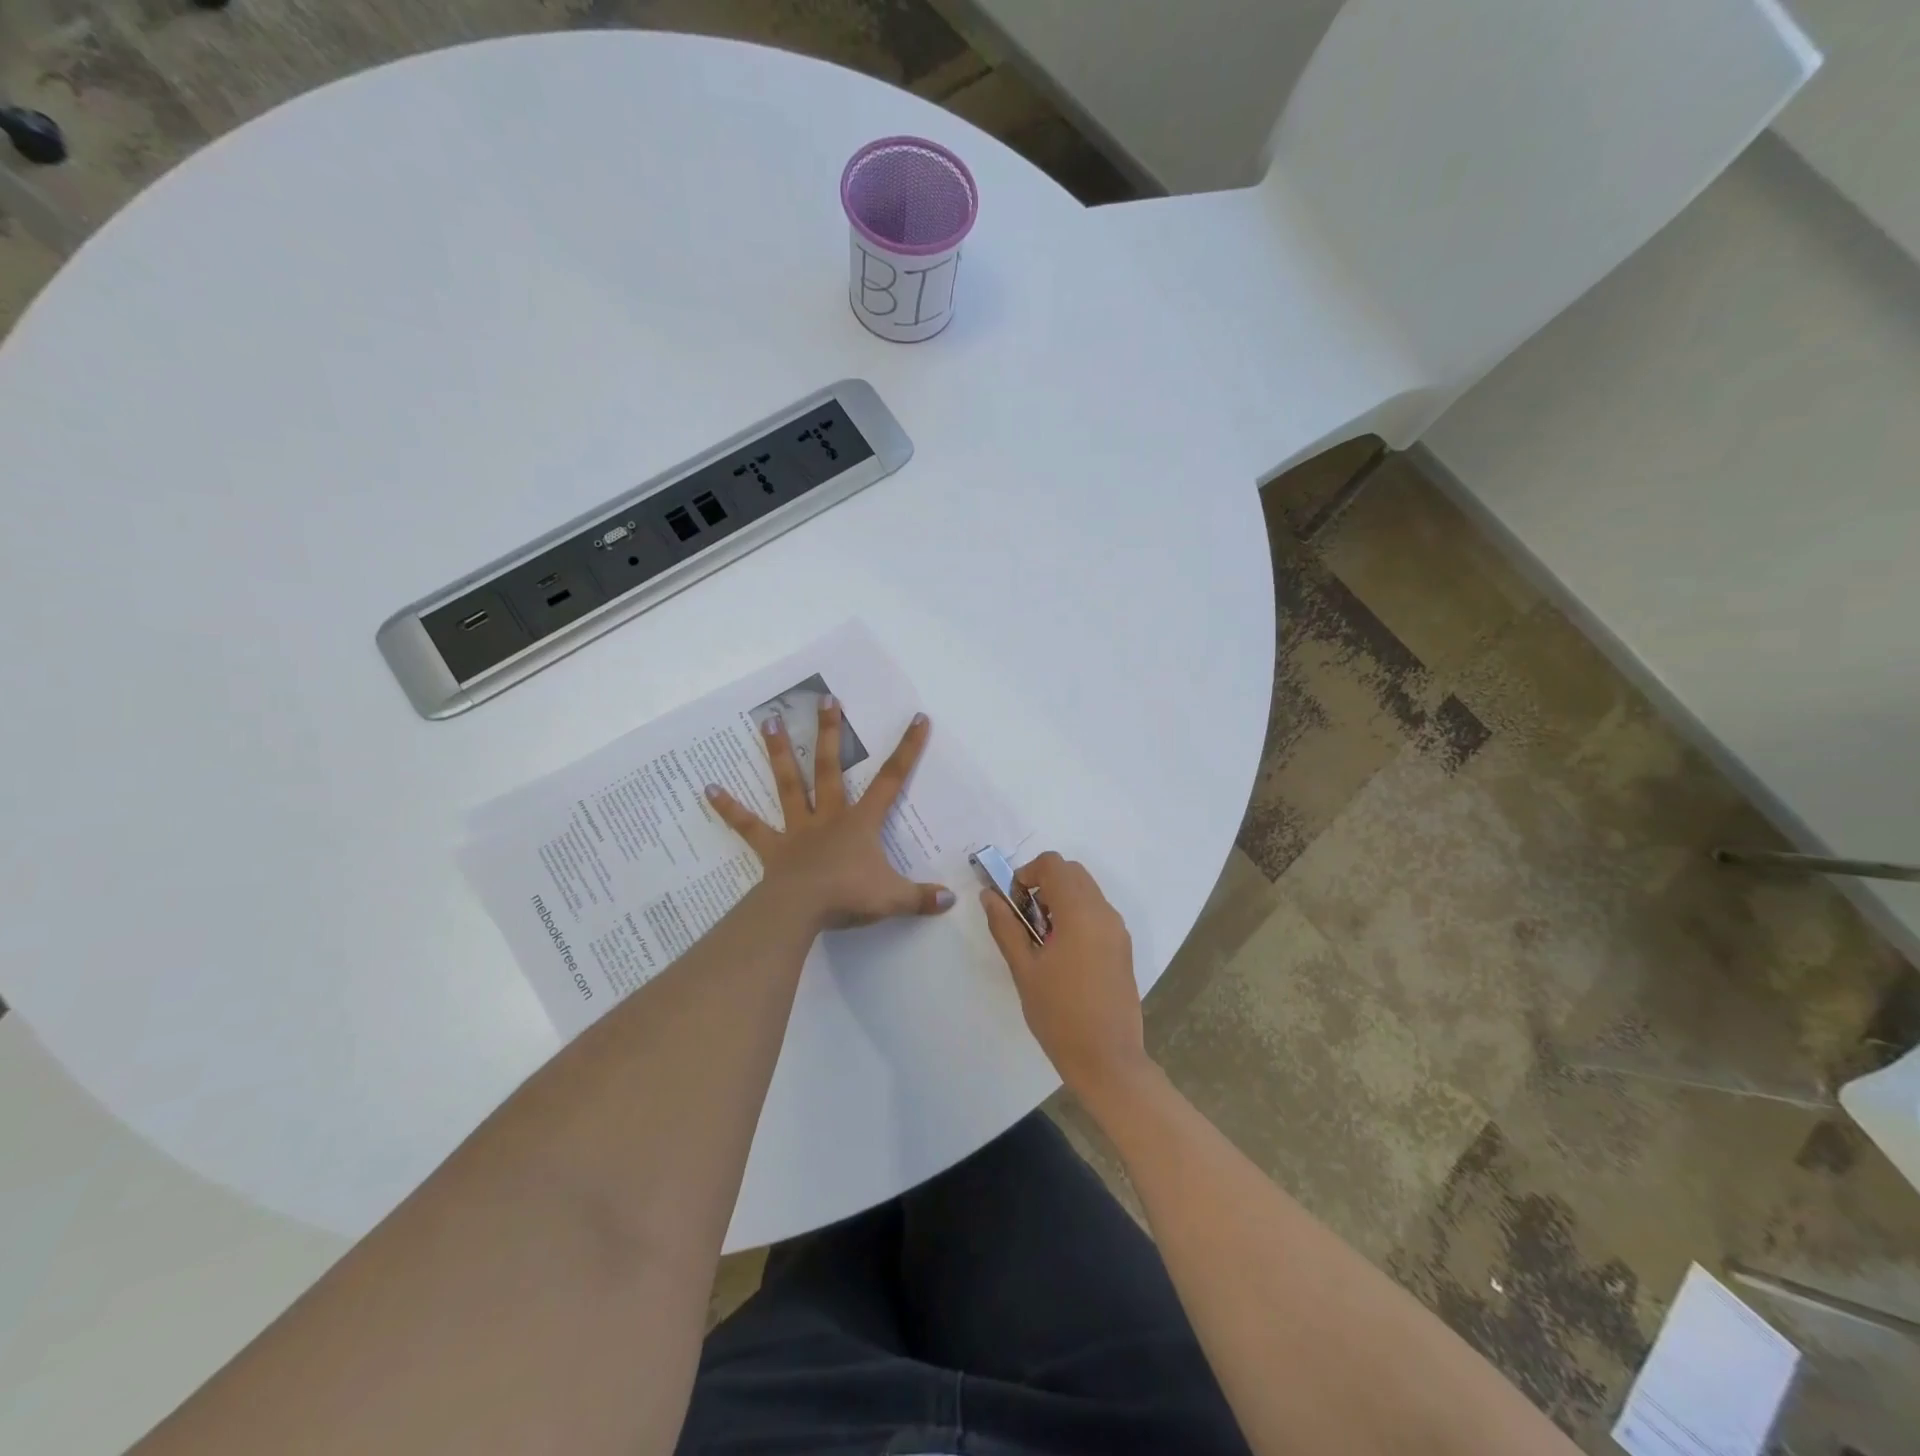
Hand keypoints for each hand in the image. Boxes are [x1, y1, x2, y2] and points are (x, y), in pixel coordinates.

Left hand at [704, 702, 953, 930]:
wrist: (802, 909)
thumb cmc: (849, 897)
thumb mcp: (893, 898)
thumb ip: (921, 897)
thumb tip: (951, 898)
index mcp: (860, 823)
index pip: (891, 780)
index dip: (908, 749)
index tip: (918, 719)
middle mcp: (828, 816)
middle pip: (829, 767)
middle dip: (830, 733)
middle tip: (825, 700)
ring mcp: (797, 829)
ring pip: (789, 784)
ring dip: (778, 752)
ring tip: (768, 721)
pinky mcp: (772, 847)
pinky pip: (748, 825)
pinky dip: (729, 807)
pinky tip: (707, 789)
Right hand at [981, 852, 1149, 1098]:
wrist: (1107, 1060)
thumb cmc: (1059, 1014)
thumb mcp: (1024, 969)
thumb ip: (1005, 926)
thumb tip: (989, 896)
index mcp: (1080, 913)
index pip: (1054, 864)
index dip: (1027, 873)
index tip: (1014, 904)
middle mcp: (1104, 912)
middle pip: (1072, 873)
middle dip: (1043, 884)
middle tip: (1025, 921)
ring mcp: (1117, 930)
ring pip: (1086, 891)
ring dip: (1060, 899)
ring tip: (1042, 941)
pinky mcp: (1122, 947)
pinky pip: (1097, 913)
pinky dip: (1076, 915)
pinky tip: (1062, 955)